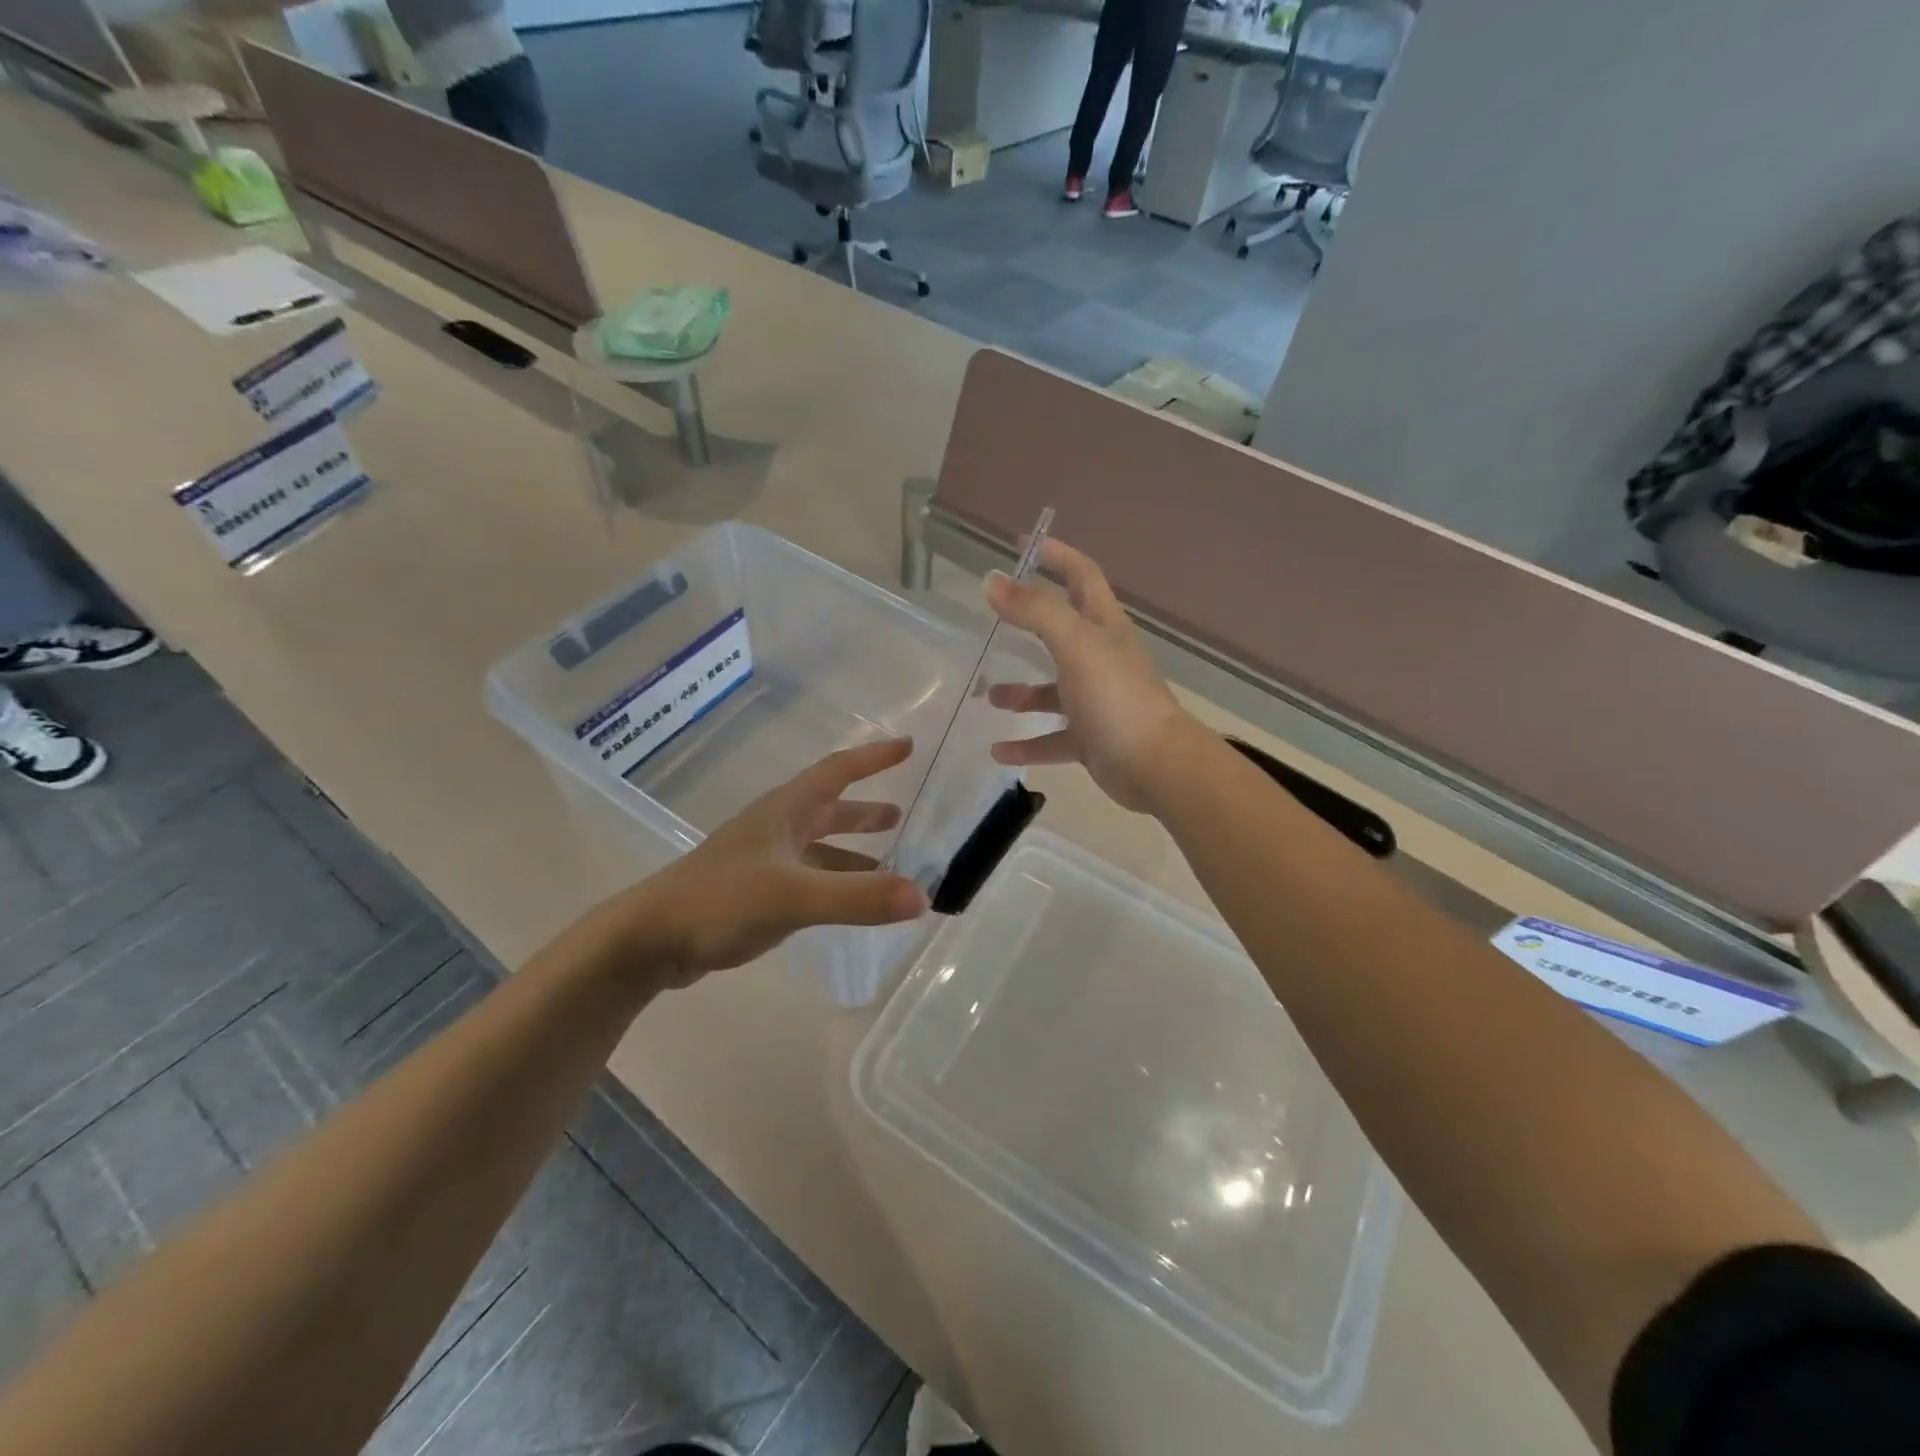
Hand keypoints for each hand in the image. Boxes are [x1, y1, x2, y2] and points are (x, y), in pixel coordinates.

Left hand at [581, 739, 927, 990]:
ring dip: (853, 851)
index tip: (908, 747)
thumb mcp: (793, 896)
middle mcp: (777, 829)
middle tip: (903, 815)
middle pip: (830, 808)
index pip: (837, 771)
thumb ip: (858, 896)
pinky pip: (808, 878)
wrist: (650, 940)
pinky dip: (835, 883)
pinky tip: (848, 903)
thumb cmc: (720, 901)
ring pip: (819, 847)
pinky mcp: (755, 892)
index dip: (873, 757)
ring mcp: (764, 861)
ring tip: (889, 863)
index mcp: (785, 811)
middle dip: (865, 809)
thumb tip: (922, 895)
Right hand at [985, 539, 1194, 813]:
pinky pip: (1051, 739)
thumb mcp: (1075, 644)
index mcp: (1103, 627)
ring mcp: (1096, 701)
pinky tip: (997, 751)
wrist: (1155, 765)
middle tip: (994, 616)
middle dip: (1030, 621)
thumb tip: (993, 580)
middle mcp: (1100, 659)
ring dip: (1022, 693)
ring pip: (1052, 691)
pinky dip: (1026, 743)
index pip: (1082, 576)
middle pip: (1063, 630)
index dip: (1056, 555)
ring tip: (988, 696)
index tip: (1023, 544)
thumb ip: (1035, 611)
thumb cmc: (1116, 696)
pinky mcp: (1091, 739)